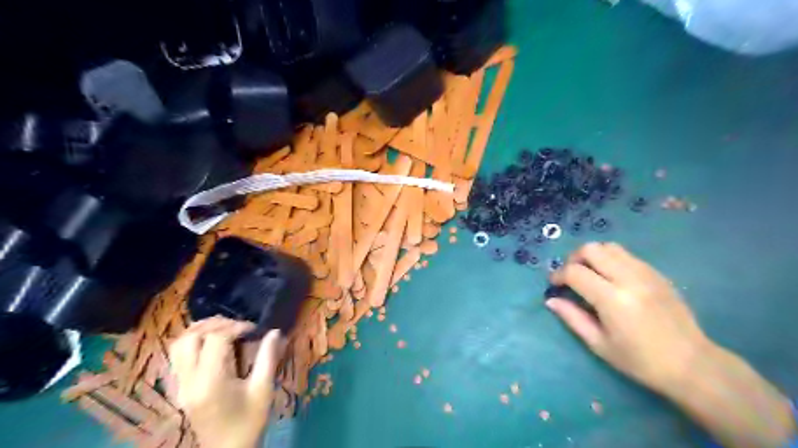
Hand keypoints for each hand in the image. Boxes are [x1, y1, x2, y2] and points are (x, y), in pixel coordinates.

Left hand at [168, 316, 282, 446]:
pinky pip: (177, 357)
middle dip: (215, 324)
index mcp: (211, 381)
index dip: (235, 327)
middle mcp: (189, 381)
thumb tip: (275, 331)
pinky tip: (211, 344)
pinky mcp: (179, 389)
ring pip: (178, 345)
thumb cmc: (249, 421)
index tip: (253, 329)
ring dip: (200, 331)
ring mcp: (180, 386)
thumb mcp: (263, 389)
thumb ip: (268, 357)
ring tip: (223, 330)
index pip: (215, 339)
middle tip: (237, 326)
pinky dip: (192, 342)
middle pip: (190, 338)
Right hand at [546, 245, 793, 447]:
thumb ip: (572, 318)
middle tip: (570, 275)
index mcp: (613, 299)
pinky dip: (611, 260)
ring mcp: (646, 273)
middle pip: (592, 249)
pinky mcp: (657, 274)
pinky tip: (611, 279)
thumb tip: (551, 300)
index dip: (558, 275)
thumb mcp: (599, 344)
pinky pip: (627, 255)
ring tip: (590, 274)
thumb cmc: (640, 361)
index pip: (575, 272)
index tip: (554, 285)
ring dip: (593, 256)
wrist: (692, 364)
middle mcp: (629, 278)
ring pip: (610, 247)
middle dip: (574, 258)